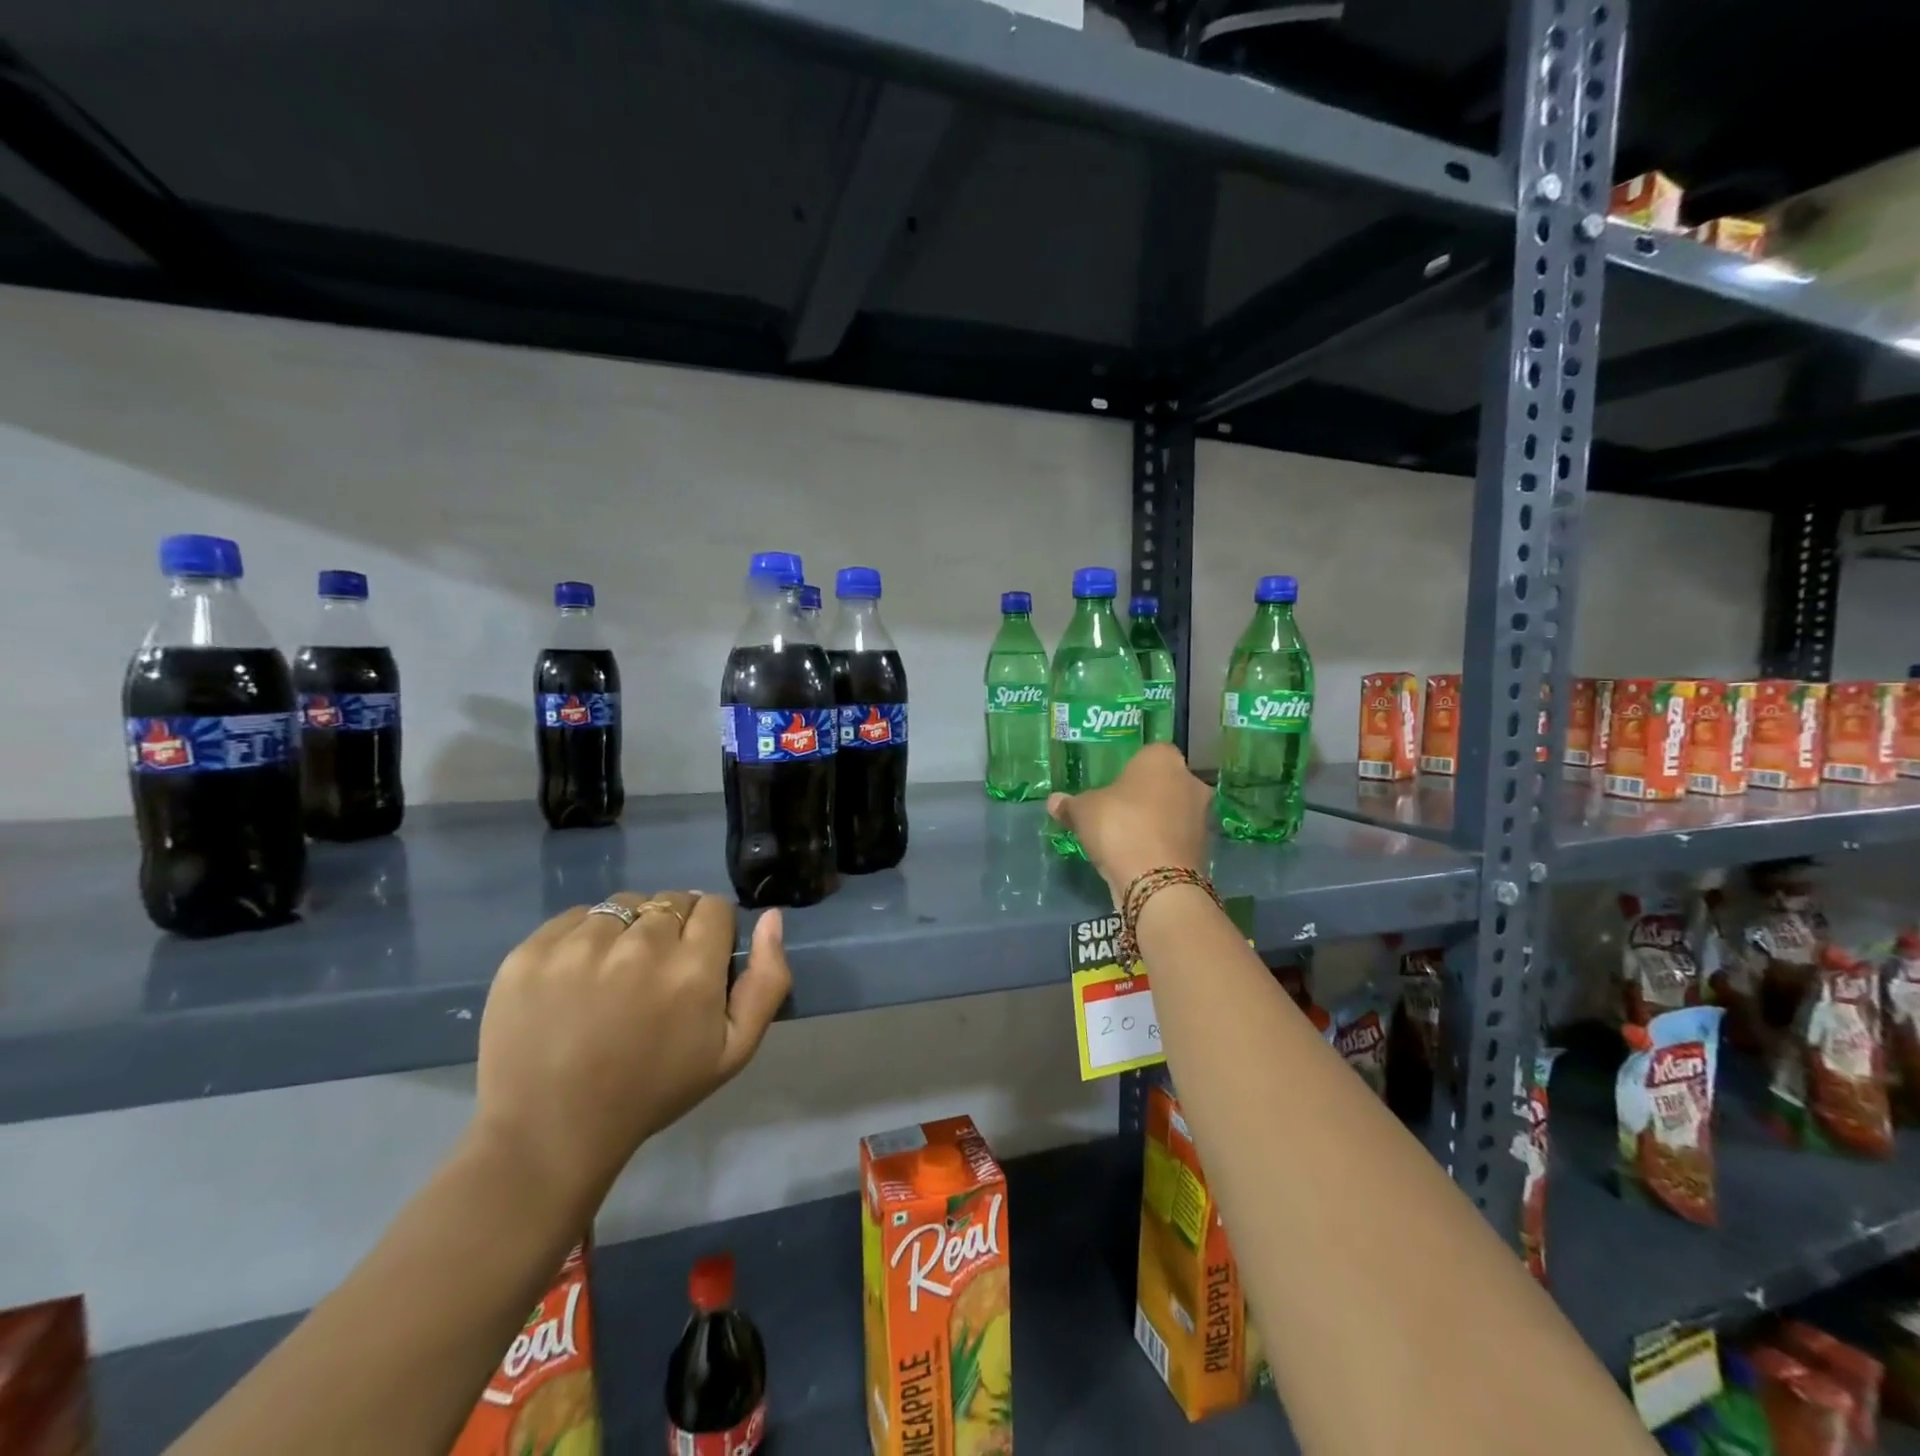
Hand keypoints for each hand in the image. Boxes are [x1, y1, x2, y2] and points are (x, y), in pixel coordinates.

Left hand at [469, 892, 791, 1217]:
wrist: (549, 1133)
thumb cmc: (653, 1091)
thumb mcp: (733, 1051)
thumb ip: (767, 980)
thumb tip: (771, 918)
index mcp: (691, 969)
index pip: (713, 906)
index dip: (711, 930)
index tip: (697, 960)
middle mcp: (639, 945)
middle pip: (670, 901)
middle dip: (671, 928)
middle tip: (654, 974)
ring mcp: (579, 946)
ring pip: (623, 905)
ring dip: (628, 929)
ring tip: (613, 974)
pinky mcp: (531, 952)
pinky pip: (575, 916)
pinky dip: (583, 936)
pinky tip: (577, 977)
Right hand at [1047, 743, 1211, 902]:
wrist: (1157, 882)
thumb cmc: (1120, 827)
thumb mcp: (1083, 812)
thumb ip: (1070, 804)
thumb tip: (1055, 801)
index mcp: (1163, 759)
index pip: (1147, 754)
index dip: (1130, 769)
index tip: (1113, 786)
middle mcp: (1190, 781)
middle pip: (1164, 783)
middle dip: (1145, 796)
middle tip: (1117, 812)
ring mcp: (1202, 816)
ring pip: (1173, 812)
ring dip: (1156, 822)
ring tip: (1126, 839)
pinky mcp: (1205, 848)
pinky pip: (1177, 839)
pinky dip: (1162, 845)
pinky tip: (1140, 858)